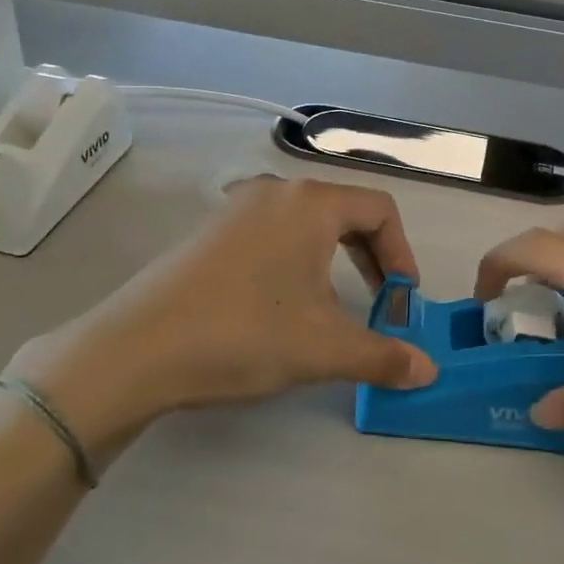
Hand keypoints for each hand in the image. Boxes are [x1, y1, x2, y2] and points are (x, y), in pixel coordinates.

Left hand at [9, 178, 438, 457]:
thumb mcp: (322, 348)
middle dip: (371, 258)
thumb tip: (428, 372)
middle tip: (378, 304)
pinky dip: (295, 262)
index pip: (380, 209)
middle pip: (345, 211)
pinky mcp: (210, 231)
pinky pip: (272, 233)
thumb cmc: (242, 334)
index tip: (401, 300)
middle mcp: (275, 192)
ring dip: (334, 262)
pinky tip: (280, 307)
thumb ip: (382, 355)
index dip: (402, 253)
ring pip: (307, 224)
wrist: (135, 349)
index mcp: (309, 203)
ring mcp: (236, 208)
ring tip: (330, 311)